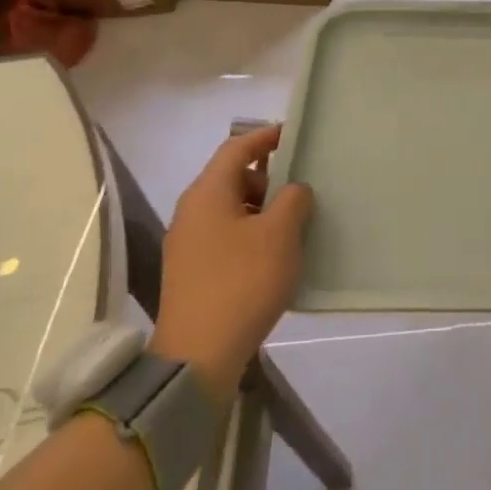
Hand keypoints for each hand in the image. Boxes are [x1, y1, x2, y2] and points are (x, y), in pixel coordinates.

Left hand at [151, 125, 313, 400]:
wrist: (199, 354)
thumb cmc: (242, 281)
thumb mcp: (280, 234)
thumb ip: (293, 199)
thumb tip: (294, 190)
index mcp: (208, 192)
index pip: (237, 148)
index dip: (266, 137)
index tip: (294, 135)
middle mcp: (192, 211)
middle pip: (232, 178)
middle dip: (269, 178)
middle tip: (302, 188)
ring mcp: (188, 243)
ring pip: (231, 210)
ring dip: (262, 210)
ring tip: (295, 224)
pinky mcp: (192, 271)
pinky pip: (226, 236)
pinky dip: (251, 234)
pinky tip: (275, 256)